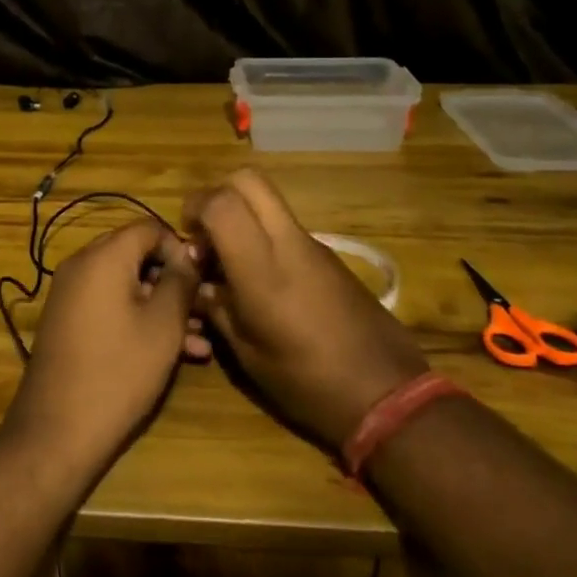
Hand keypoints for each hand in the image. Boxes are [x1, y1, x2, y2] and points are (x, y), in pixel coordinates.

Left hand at [3, 220, 204, 473]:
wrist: (58, 429)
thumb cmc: (119, 370)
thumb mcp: (163, 323)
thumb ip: (181, 280)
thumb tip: (190, 252)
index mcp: (103, 256)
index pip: (149, 228)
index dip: (180, 248)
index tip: (203, 279)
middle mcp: (81, 265)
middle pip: (136, 255)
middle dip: (173, 280)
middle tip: (203, 309)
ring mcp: (71, 294)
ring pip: (126, 285)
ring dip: (162, 306)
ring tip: (199, 341)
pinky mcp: (68, 322)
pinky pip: (110, 305)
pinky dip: (138, 319)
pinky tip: (175, 354)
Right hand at [183, 169, 427, 448]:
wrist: (388, 395)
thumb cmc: (307, 382)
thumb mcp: (247, 354)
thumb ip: (216, 307)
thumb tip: (198, 282)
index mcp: (263, 268)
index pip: (222, 202)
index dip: (195, 207)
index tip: (188, 239)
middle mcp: (289, 243)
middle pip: (249, 180)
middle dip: (219, 195)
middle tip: (208, 234)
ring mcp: (314, 245)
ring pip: (269, 202)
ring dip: (243, 217)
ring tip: (232, 263)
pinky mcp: (331, 256)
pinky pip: (287, 227)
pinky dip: (265, 236)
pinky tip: (263, 281)